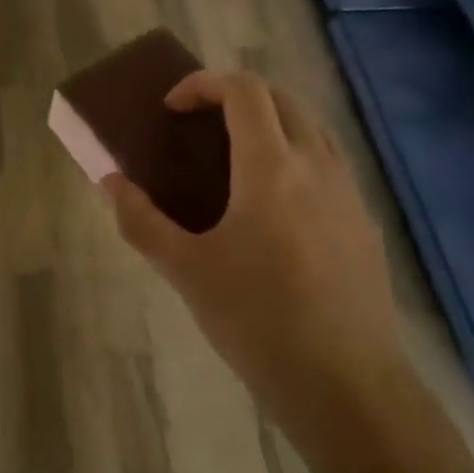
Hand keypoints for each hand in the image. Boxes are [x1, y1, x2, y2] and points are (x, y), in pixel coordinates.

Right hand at [105, 71, 404, 429]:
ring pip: (311, 126)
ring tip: (235, 160)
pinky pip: (329, 163)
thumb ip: (141, 220)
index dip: (203, 85)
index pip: (244, 90)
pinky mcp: (364, 222)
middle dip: (236, 97)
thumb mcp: (186, 271)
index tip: (172, 111)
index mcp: (271, 167)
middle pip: (281, 97)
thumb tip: (109, 182)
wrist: (347, 387)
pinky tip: (275, 208)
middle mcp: (316, 165)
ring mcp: (349, 192)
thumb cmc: (257, 321)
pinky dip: (296, 156)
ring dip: (271, 123)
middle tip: (200, 127)